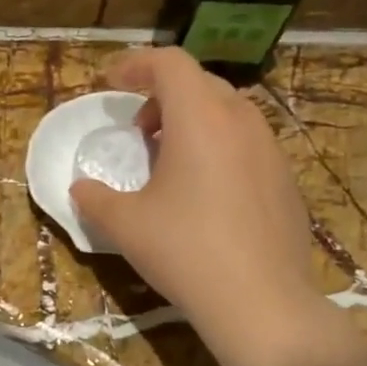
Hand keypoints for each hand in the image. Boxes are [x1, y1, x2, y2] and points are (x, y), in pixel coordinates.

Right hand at [69, 48, 319, 336]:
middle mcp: (241, 121)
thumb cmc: (186, 251)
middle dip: (162, 95)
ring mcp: (271, 149)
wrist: (261, 302)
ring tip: (170, 161)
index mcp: (200, 118)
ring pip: (228, 112)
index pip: (169, 63)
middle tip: (138, 132)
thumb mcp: (125, 225)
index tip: (110, 83)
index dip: (134, 64)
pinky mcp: (286, 179)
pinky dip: (219, 147)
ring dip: (192, 121)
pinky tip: (206, 193)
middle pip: (199, 83)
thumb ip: (95, 199)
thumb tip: (80, 189)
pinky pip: (247, 143)